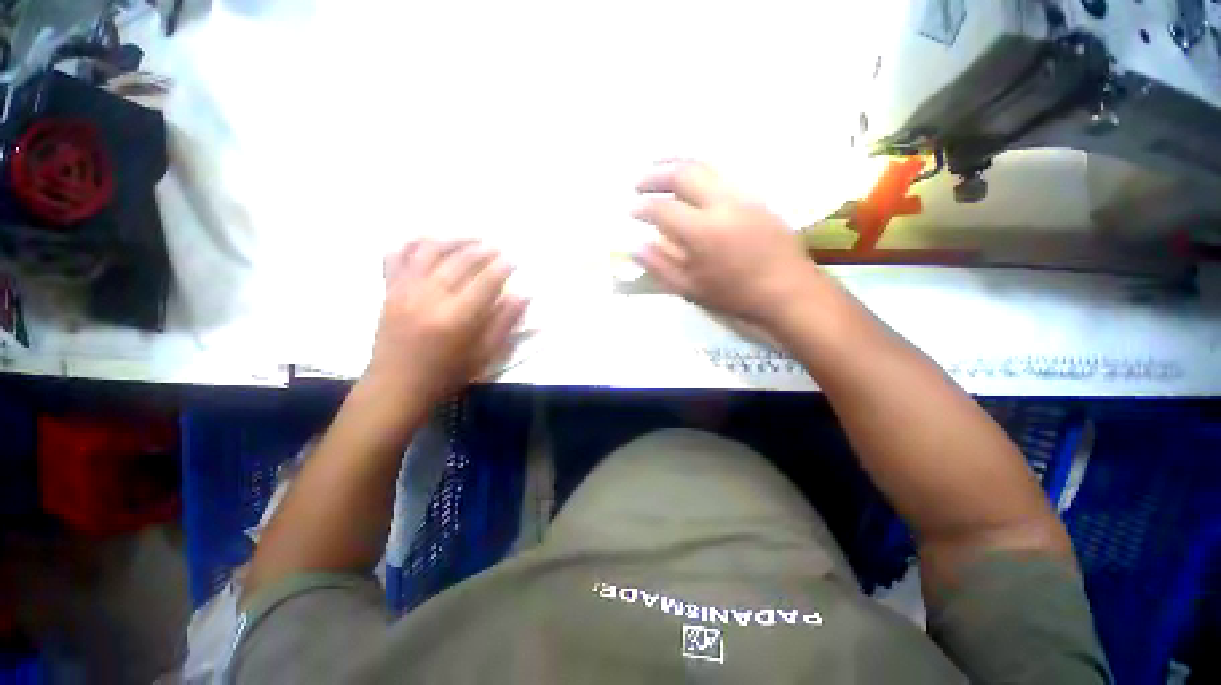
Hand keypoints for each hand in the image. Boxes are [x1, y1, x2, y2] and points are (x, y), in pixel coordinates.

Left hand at [368, 240, 527, 403]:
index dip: (502, 268)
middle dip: (482, 250)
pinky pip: (397, 255)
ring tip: (471, 238)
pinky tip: (430, 240)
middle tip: (497, 248)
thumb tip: (522, 296)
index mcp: (456, 318)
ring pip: (429, 250)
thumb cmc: (446, 375)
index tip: (514, 260)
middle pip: (460, 261)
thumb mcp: (484, 356)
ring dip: (453, 239)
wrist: (396, 388)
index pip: (485, 282)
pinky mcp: (389, 290)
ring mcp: (405, 290)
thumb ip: (504, 323)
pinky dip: (414, 242)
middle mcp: (430, 297)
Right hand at [631, 161, 824, 329]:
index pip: (663, 209)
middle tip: (638, 182)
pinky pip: (722, 175)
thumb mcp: (691, 288)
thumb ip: (661, 266)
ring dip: (678, 164)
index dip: (642, 208)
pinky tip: (692, 182)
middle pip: (684, 174)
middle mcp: (721, 204)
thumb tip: (636, 247)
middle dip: (656, 174)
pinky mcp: (756, 197)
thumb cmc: (736, 295)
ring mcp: (742, 196)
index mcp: (702, 231)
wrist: (787, 290)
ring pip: (705, 167)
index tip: (631, 211)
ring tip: (660, 168)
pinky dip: (700, 172)